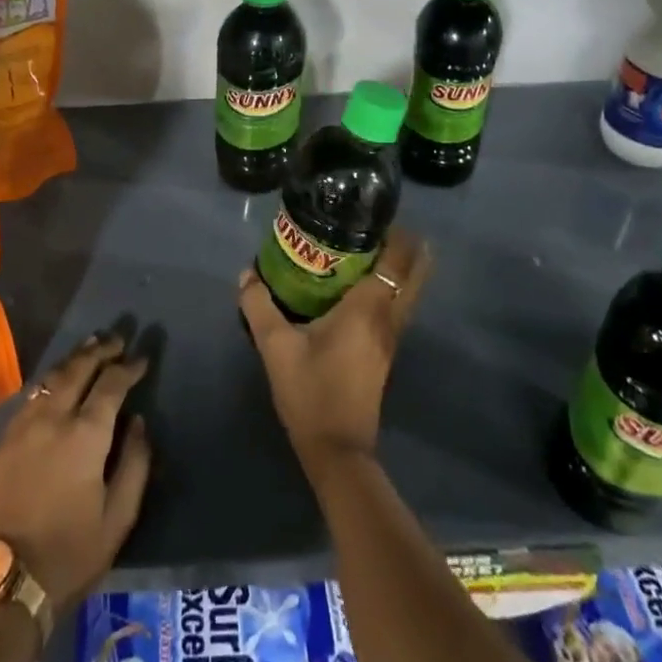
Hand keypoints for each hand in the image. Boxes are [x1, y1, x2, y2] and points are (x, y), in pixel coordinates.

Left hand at [0, 334, 151, 611]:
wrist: (0, 586)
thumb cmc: (67, 556)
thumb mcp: (117, 519)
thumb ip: (134, 465)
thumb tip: (139, 423)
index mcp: (84, 435)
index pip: (111, 385)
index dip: (128, 368)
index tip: (142, 358)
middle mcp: (51, 419)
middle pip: (77, 370)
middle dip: (99, 350)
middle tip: (116, 338)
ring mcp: (21, 428)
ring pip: (50, 379)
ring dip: (73, 360)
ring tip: (89, 348)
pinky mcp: (0, 444)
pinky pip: (30, 398)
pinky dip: (49, 382)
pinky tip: (54, 384)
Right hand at [238, 228, 431, 475]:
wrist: (336, 449)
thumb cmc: (310, 391)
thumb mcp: (275, 346)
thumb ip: (259, 306)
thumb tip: (247, 274)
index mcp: (368, 309)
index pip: (396, 259)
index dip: (395, 233)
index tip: (375, 211)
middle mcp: (388, 318)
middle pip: (413, 273)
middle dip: (406, 245)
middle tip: (375, 224)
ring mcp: (391, 338)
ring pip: (408, 291)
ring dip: (398, 267)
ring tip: (369, 246)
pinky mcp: (385, 353)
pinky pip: (397, 307)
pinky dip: (390, 287)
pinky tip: (361, 285)